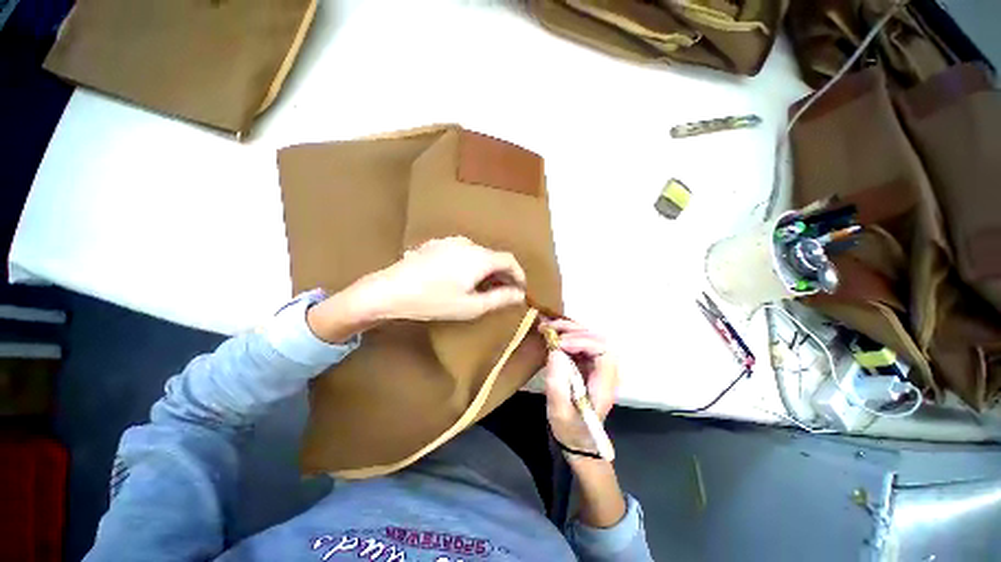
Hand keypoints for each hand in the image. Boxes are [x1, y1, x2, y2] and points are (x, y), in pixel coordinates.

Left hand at [361, 236, 526, 321]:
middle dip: (501, 274)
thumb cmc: (434, 301)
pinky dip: (469, 264)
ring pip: (477, 254)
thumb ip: (500, 298)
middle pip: (493, 256)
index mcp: (480, 257)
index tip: (520, 289)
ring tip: (480, 287)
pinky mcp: (435, 245)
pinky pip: (461, 252)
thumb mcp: (471, 306)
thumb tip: (519, 294)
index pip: (509, 260)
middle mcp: (467, 243)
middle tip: (502, 292)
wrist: (390, 290)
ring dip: (485, 269)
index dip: (519, 274)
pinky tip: (458, 278)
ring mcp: (449, 241)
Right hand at [543, 319, 617, 454]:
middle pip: (597, 339)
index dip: (582, 342)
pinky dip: (565, 335)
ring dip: (569, 329)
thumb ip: (558, 383)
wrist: (576, 440)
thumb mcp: (559, 411)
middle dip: (573, 330)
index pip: (603, 351)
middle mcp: (604, 370)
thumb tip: (555, 351)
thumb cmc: (570, 429)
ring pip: (588, 337)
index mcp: (604, 383)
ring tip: (548, 326)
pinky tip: (552, 332)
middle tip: (550, 329)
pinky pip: (579, 342)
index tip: (559, 345)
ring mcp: (595, 366)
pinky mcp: (586, 364)